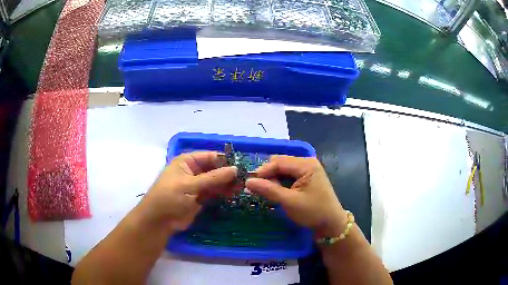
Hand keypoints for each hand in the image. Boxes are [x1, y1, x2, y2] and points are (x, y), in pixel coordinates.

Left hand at [140, 151, 236, 231]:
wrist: (159, 221)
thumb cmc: (170, 198)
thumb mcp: (190, 185)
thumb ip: (213, 178)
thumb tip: (235, 169)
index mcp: (187, 161)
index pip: (210, 156)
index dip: (225, 161)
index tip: (242, 167)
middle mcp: (193, 171)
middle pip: (214, 169)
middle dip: (228, 174)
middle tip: (245, 180)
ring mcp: (196, 185)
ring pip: (216, 181)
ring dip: (227, 184)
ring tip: (242, 188)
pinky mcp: (200, 198)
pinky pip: (214, 192)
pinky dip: (223, 193)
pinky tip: (233, 194)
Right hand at [245, 155, 347, 235]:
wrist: (331, 223)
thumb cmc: (313, 212)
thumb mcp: (289, 202)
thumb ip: (269, 190)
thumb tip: (248, 182)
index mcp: (306, 165)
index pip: (279, 162)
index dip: (263, 171)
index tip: (250, 183)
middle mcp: (307, 163)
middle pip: (281, 163)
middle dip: (268, 174)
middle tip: (259, 189)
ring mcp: (308, 169)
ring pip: (283, 169)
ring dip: (274, 178)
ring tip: (267, 192)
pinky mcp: (307, 177)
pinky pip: (289, 175)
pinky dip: (281, 182)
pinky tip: (277, 191)